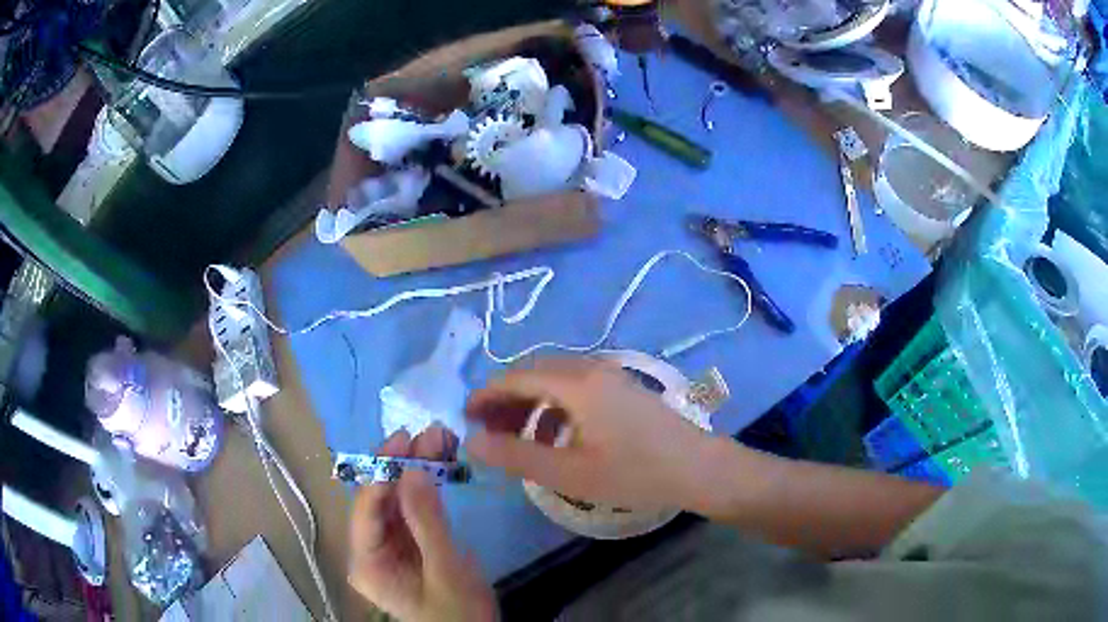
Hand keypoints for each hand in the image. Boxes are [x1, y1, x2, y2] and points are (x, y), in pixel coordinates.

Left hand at [348, 427, 494, 621]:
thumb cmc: (459, 612)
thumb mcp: (446, 569)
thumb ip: (427, 521)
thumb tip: (412, 469)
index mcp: (367, 562)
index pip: (366, 509)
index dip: (382, 471)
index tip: (405, 439)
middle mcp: (370, 550)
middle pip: (381, 498)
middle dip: (404, 464)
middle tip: (430, 432)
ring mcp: (390, 546)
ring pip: (397, 498)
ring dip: (417, 468)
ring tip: (441, 439)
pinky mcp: (409, 543)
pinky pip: (413, 508)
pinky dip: (428, 485)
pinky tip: (442, 462)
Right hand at [465, 358, 716, 510]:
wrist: (699, 469)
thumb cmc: (634, 473)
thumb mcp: (568, 472)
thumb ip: (515, 456)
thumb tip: (471, 442)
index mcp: (575, 382)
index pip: (515, 377)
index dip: (485, 396)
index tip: (465, 419)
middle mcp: (591, 368)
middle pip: (534, 374)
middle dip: (506, 401)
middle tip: (488, 433)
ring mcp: (610, 376)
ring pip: (555, 382)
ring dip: (530, 406)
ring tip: (518, 440)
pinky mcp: (622, 390)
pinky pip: (576, 391)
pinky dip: (555, 410)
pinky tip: (556, 441)